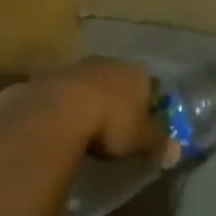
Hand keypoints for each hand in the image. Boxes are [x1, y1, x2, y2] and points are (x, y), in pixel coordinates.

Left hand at [0, 57, 166, 161]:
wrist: (54, 114)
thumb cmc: (110, 123)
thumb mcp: (142, 140)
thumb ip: (159, 143)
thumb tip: (175, 152)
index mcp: (133, 72)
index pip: (148, 83)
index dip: (147, 103)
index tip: (144, 124)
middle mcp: (103, 63)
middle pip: (114, 80)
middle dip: (114, 99)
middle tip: (113, 127)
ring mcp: (69, 69)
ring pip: (83, 85)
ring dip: (84, 102)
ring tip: (82, 130)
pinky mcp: (39, 81)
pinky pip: (54, 97)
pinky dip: (56, 110)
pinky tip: (54, 130)